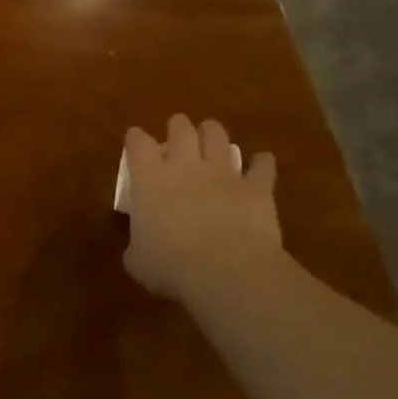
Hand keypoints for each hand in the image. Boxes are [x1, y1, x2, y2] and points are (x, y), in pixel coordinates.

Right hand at [123, 116, 281, 306]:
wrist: (226, 271)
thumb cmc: (170, 266)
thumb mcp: (137, 260)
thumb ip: (136, 246)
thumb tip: (139, 248)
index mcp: (150, 179)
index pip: (138, 143)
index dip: (136, 139)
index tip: (135, 140)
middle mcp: (185, 166)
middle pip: (181, 129)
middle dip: (178, 128)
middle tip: (177, 134)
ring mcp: (224, 173)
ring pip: (218, 137)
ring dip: (213, 134)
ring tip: (212, 138)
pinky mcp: (257, 187)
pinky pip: (262, 166)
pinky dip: (262, 163)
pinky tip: (261, 164)